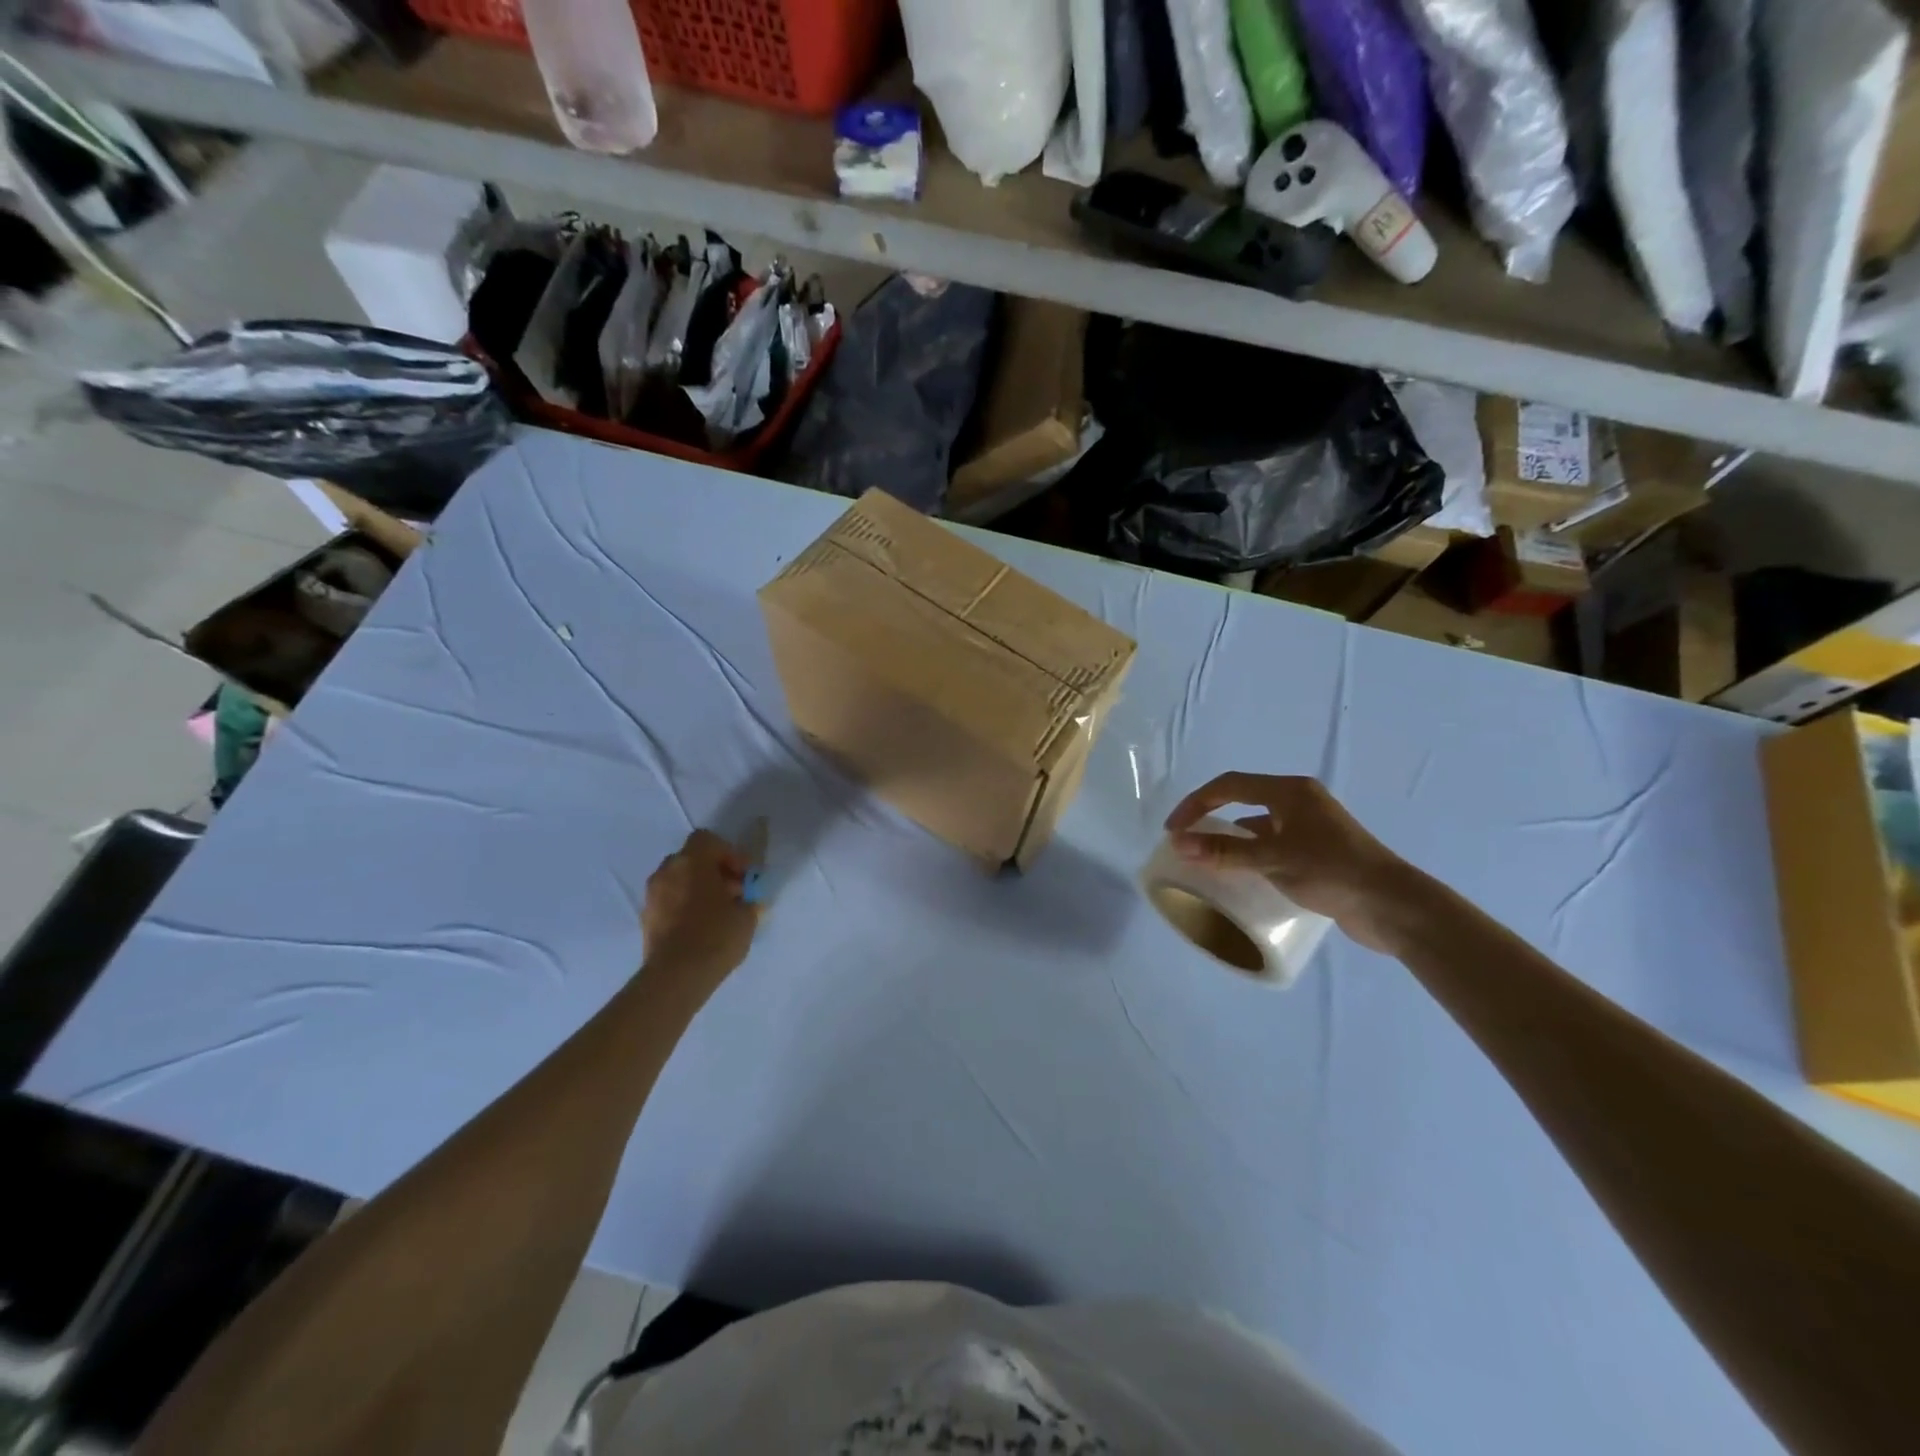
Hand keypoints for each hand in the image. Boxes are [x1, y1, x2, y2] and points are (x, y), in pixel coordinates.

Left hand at [640, 829, 759, 990]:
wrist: (676, 976)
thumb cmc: (716, 936)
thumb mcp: (746, 916)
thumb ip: (748, 900)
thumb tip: (747, 900)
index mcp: (692, 862)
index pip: (707, 839)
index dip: (728, 853)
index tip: (743, 875)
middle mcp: (667, 871)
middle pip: (691, 859)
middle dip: (712, 871)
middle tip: (732, 893)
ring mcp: (652, 895)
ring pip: (678, 880)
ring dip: (696, 888)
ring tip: (716, 912)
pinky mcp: (646, 918)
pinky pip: (669, 901)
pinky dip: (683, 906)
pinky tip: (699, 928)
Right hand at [1164, 774, 1422, 952]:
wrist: (1394, 907)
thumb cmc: (1334, 872)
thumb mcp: (1274, 859)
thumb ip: (1225, 851)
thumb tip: (1178, 843)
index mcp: (1290, 791)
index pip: (1229, 785)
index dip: (1196, 803)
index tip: (1173, 830)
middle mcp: (1299, 801)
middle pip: (1242, 800)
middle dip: (1210, 817)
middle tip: (1186, 841)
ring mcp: (1310, 826)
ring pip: (1258, 824)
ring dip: (1231, 838)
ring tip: (1208, 860)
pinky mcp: (1318, 851)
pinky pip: (1272, 844)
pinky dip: (1251, 855)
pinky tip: (1243, 876)